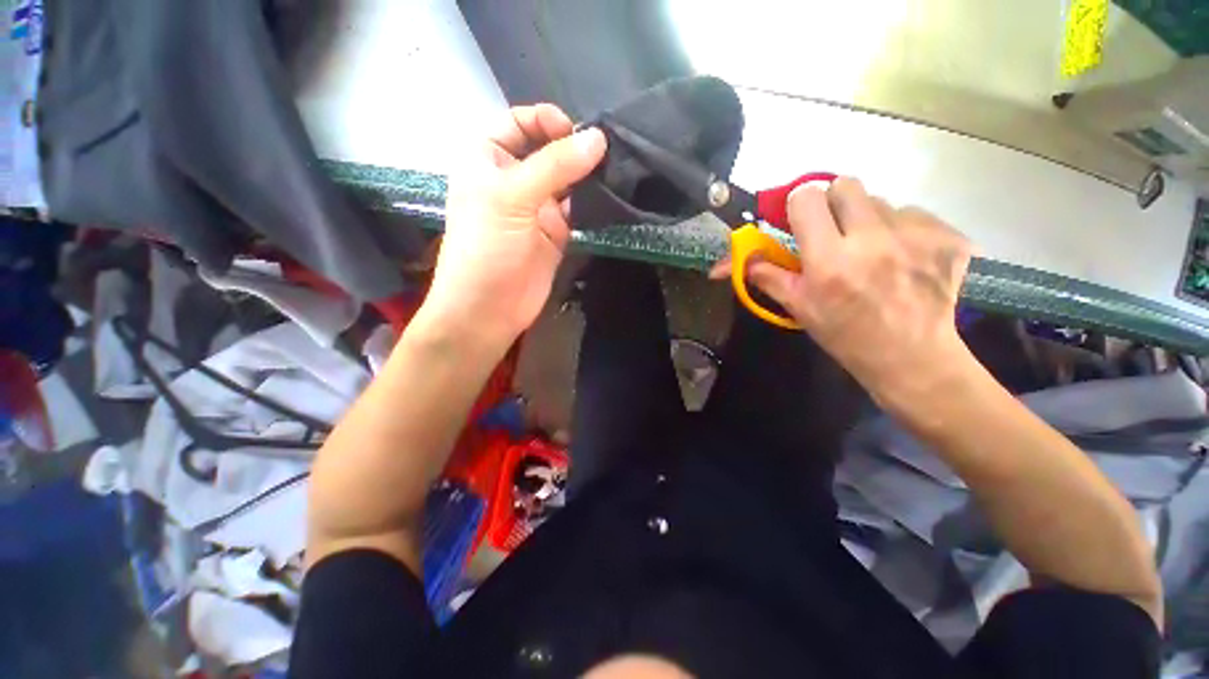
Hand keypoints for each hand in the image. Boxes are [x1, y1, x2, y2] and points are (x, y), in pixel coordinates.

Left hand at [420, 104, 606, 345]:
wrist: (489, 309)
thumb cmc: (487, 247)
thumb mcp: (513, 197)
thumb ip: (555, 166)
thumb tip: (598, 139)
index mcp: (488, 159)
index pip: (519, 122)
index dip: (546, 121)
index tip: (576, 133)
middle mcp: (514, 179)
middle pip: (548, 150)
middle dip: (574, 148)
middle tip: (608, 154)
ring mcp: (537, 208)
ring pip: (567, 181)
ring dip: (587, 176)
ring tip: (617, 172)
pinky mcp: (556, 234)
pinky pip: (578, 210)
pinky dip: (593, 204)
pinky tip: (611, 199)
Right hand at [720, 178, 973, 403]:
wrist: (911, 357)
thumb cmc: (845, 335)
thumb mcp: (799, 308)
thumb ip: (769, 276)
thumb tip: (744, 258)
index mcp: (829, 260)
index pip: (807, 198)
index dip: (799, 206)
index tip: (801, 221)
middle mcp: (872, 240)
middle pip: (846, 184)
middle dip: (834, 202)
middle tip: (835, 230)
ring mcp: (917, 236)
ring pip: (882, 201)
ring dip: (869, 220)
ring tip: (873, 252)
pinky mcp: (949, 239)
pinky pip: (916, 215)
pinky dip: (904, 231)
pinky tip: (905, 258)